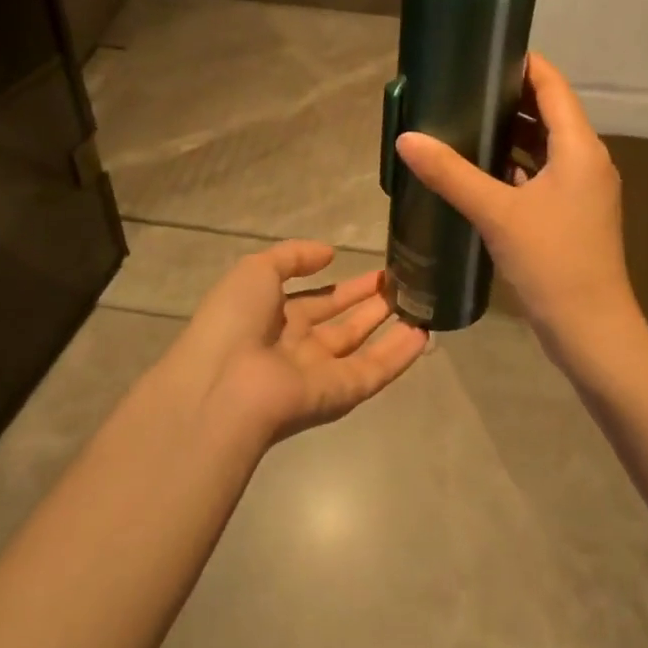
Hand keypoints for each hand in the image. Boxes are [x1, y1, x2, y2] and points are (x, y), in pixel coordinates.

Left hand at [172, 241, 428, 443]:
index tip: (376, 271)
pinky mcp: (340, 394)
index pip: (316, 301)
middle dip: (370, 303)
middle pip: (342, 325)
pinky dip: (400, 355)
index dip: (345, 287)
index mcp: (273, 318)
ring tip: (421, 302)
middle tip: (403, 283)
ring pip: (363, 348)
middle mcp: (298, 346)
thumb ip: (293, 256)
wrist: (223, 386)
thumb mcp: (255, 270)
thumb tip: (328, 253)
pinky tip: (424, 333)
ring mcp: (320, 373)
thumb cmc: (234, 321)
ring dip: (390, 326)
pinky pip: (375, 371)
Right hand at [395, 53, 647, 379]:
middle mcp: (587, 159)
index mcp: (579, 147)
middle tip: (462, 84)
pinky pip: (543, 172)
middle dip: (509, 96)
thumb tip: (407, 138)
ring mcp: (583, 188)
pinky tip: (481, 168)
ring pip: (545, 144)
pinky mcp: (573, 213)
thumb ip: (451, 174)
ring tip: (464, 119)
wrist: (592, 330)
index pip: (553, 85)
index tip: (484, 49)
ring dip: (511, 131)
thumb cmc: (552, 262)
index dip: (523, 63)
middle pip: (549, 111)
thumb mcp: (497, 213)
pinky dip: (516, 163)